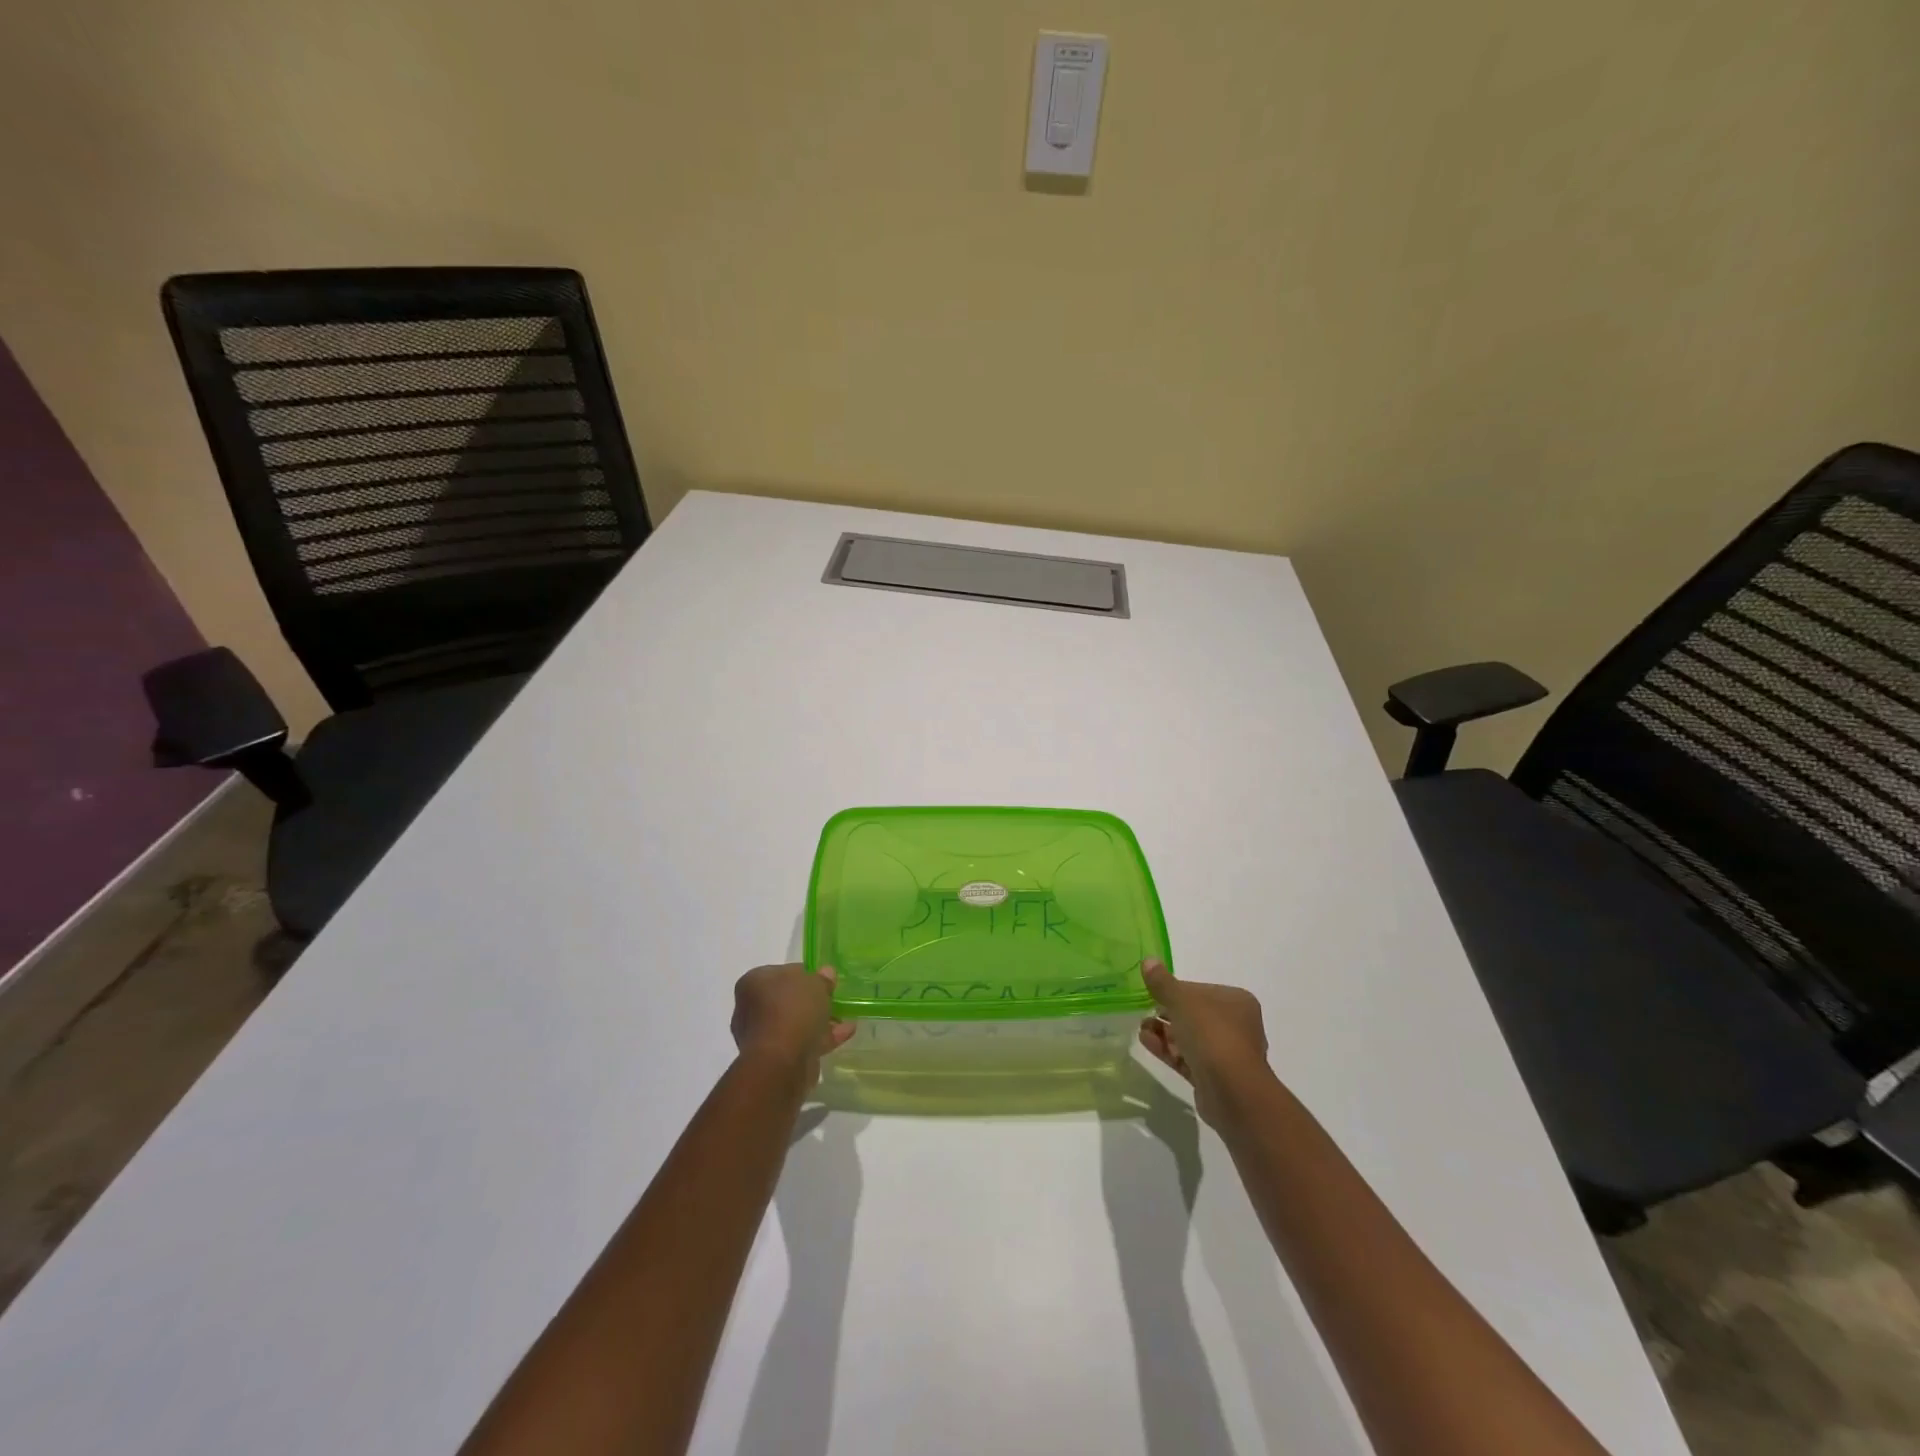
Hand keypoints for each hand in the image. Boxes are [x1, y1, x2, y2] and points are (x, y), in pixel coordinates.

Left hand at [731, 963, 854, 1084]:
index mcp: (754, 982)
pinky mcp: (775, 1058)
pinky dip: (822, 1036)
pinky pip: (802, 1041)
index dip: (805, 974)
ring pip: (795, 1022)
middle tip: (833, 997)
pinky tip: (846, 1032)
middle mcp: (752, 1007)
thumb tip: (826, 974)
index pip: (782, 972)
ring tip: (844, 1017)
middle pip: (788, 999)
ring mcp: (762, 1035)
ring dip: (819, 1019)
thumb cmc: (792, 1009)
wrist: (781, 1061)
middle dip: (811, 1000)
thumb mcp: (815, 983)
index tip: (824, 979)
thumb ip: (821, 978)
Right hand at [1138, 959, 1274, 1125]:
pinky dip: (1167, 1050)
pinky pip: (1187, 1058)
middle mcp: (1236, 1026)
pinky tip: (1145, 1042)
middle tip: (1143, 1011)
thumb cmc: (1211, 1034)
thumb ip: (1163, 982)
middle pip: (1195, 1015)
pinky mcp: (1214, 1078)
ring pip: (1190, 1038)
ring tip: (1140, 1028)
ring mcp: (1226, 1054)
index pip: (1200, 990)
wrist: (1233, 1091)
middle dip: (1167, 1013)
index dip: (1175, 991)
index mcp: (1236, 1002)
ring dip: (1164, 1032)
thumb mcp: (1182, 1000)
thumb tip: (1148, 960)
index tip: (1153, 993)